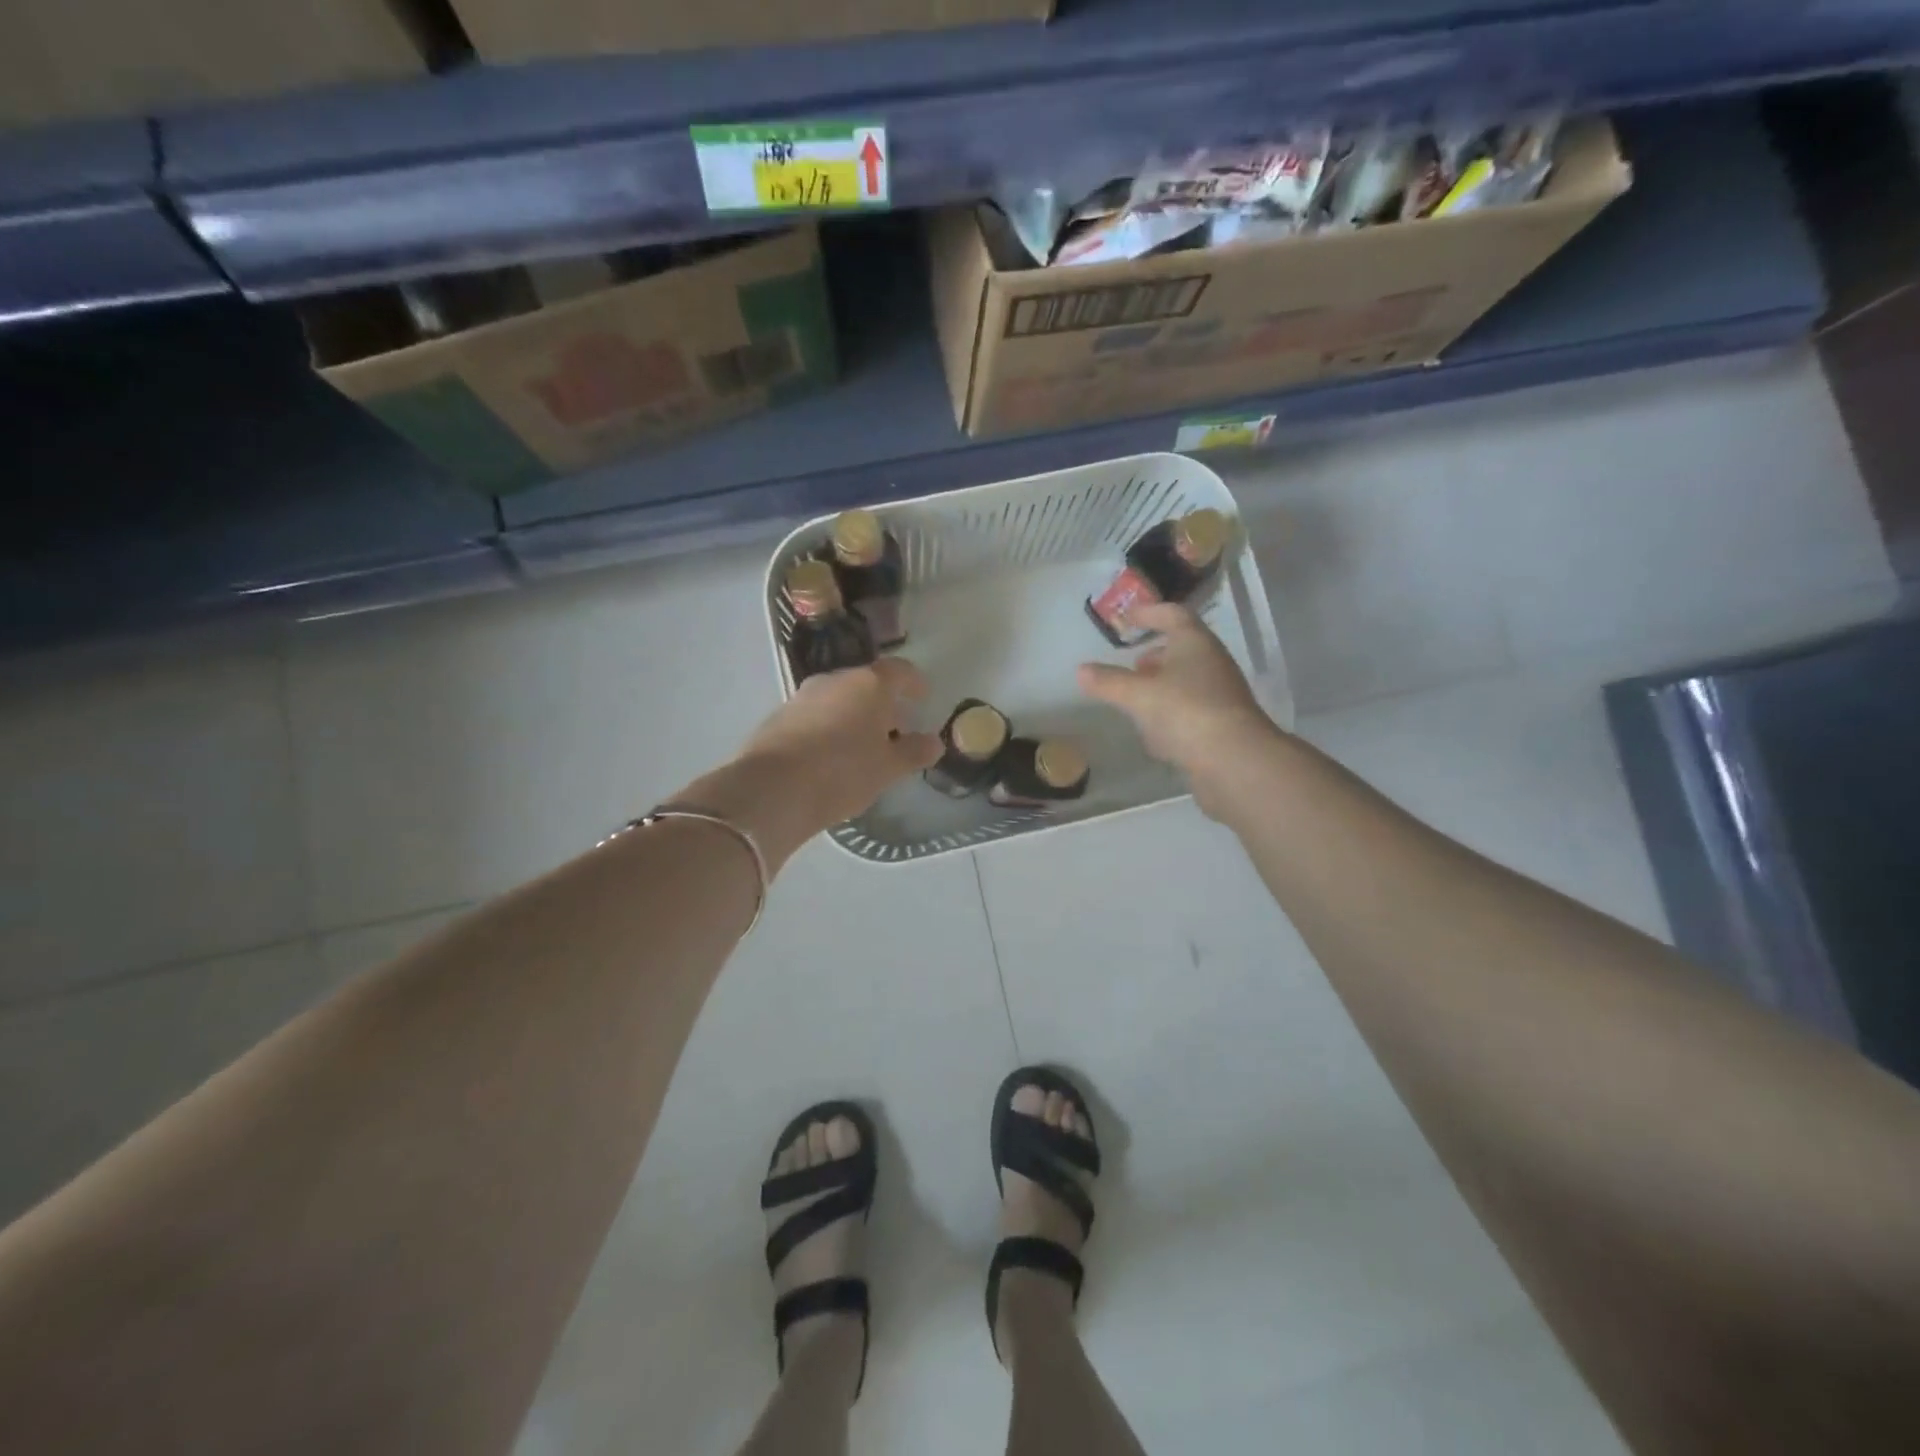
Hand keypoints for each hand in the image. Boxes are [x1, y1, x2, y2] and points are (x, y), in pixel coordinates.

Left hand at [684, 659, 941, 867]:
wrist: (773, 789)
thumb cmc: (843, 772)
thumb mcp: (888, 768)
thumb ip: (914, 752)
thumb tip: (934, 742)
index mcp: (868, 684)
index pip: (899, 671)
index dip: (914, 683)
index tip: (922, 697)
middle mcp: (835, 679)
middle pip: (866, 684)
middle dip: (882, 704)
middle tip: (895, 729)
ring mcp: (802, 696)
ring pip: (838, 699)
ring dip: (854, 716)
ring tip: (863, 746)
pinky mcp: (778, 717)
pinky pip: (815, 715)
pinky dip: (829, 727)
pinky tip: (830, 756)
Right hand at [1077, 603, 1278, 813]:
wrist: (1235, 761)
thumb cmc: (1185, 712)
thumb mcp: (1138, 695)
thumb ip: (1108, 682)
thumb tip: (1081, 670)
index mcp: (1195, 644)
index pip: (1173, 615)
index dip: (1149, 613)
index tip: (1127, 618)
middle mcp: (1212, 663)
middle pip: (1183, 649)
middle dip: (1156, 654)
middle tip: (1132, 664)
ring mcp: (1220, 695)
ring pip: (1186, 681)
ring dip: (1162, 685)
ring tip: (1136, 698)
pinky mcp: (1221, 725)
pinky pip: (1190, 710)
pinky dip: (1170, 713)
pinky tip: (1152, 733)